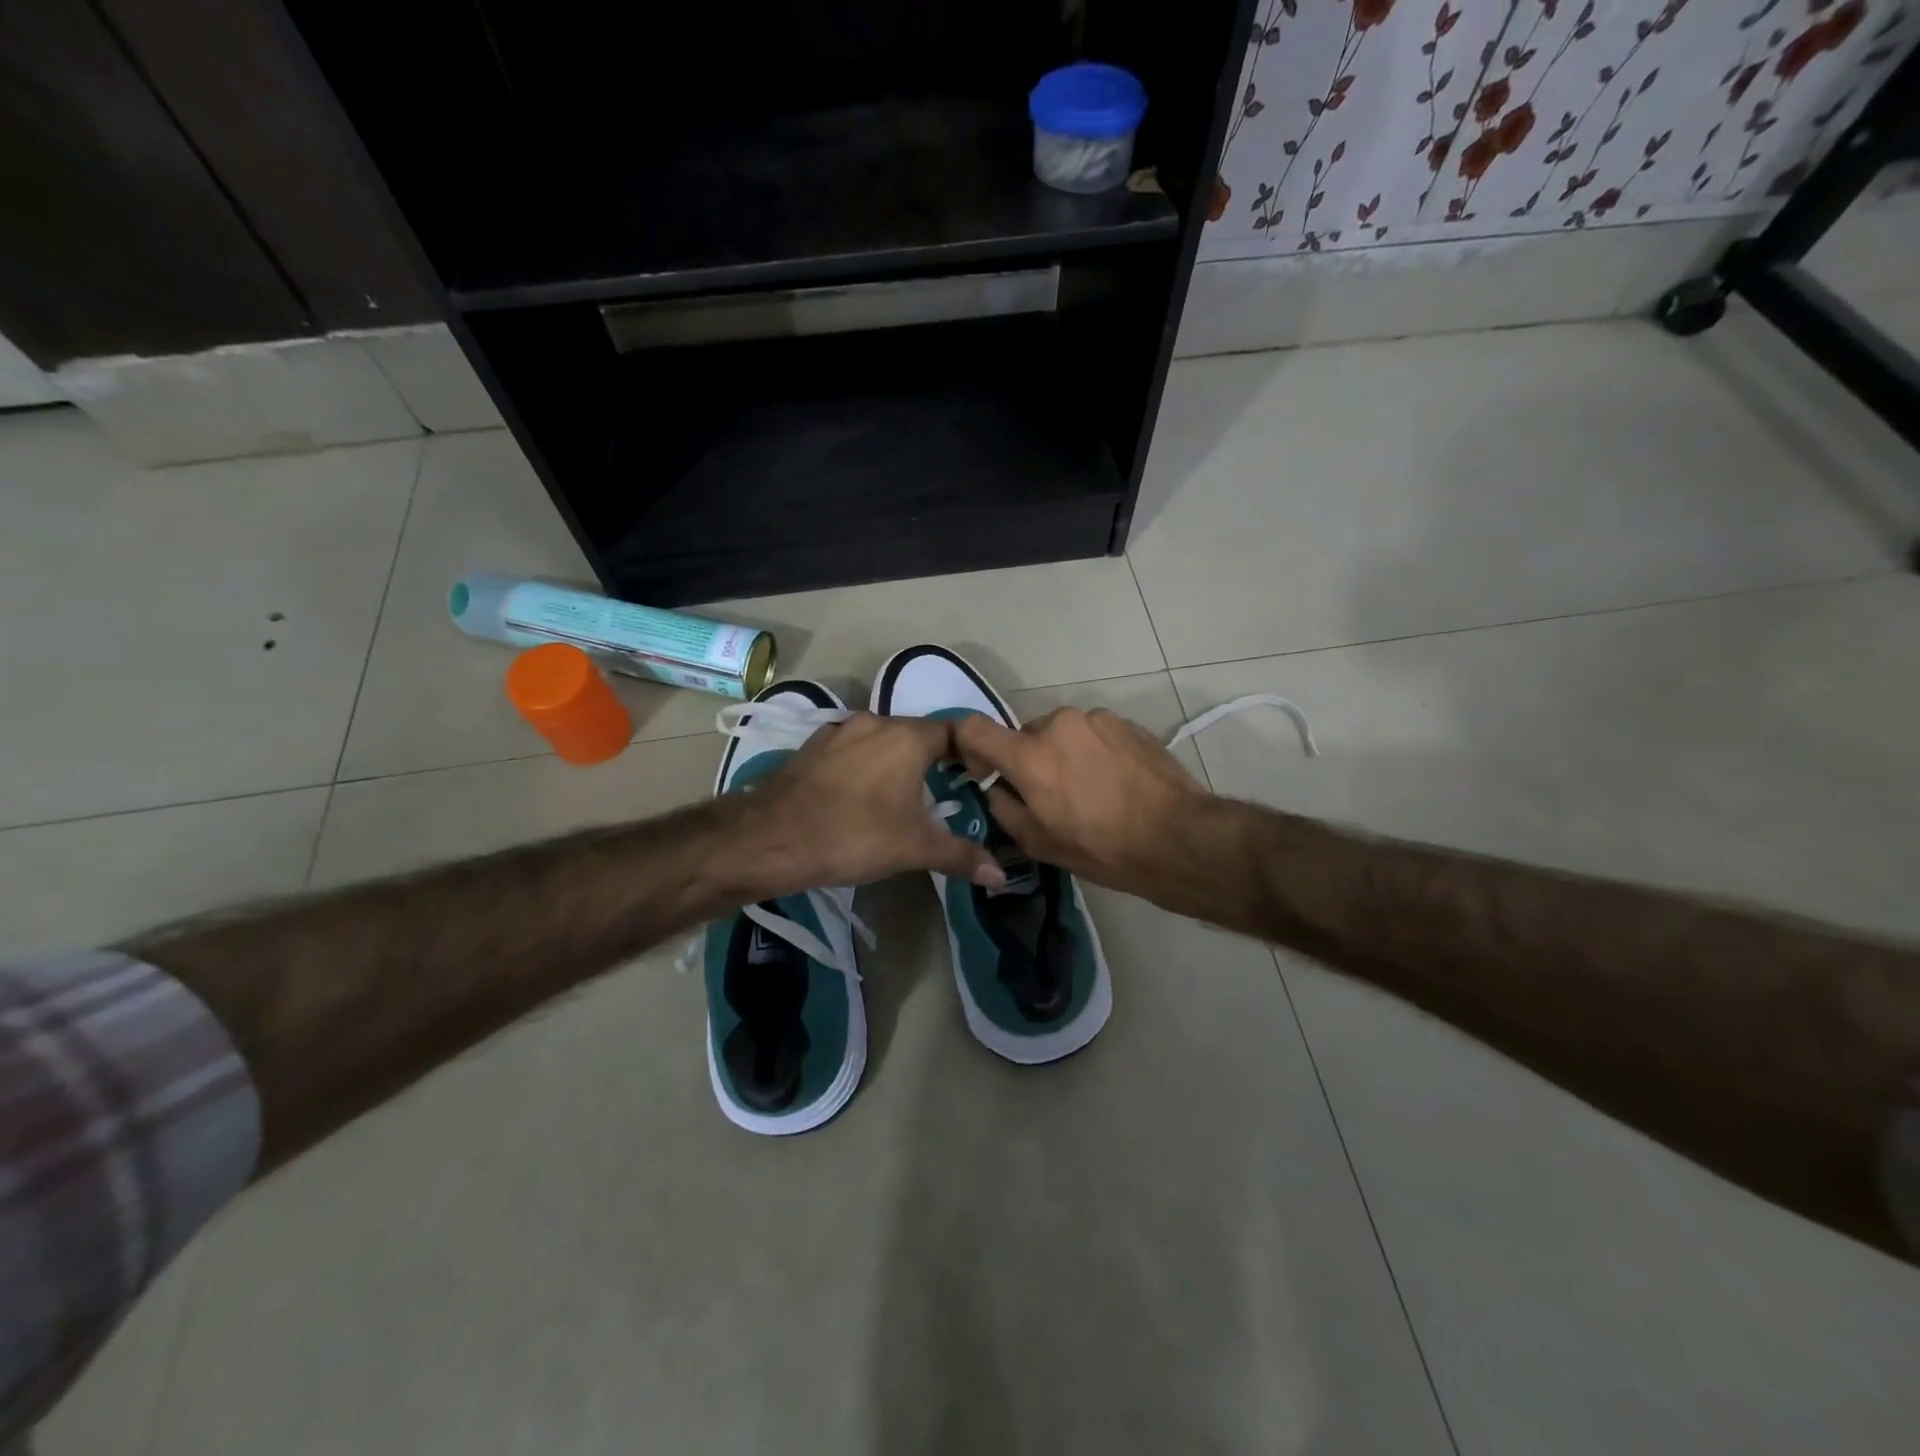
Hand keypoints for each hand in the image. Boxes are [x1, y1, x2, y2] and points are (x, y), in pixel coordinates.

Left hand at [738, 713, 1004, 894]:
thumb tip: (1000, 874)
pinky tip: (860, 794)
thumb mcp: (914, 848)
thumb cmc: (854, 835)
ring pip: (881, 740)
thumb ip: (960, 856)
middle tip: (946, 792)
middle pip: (917, 734)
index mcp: (908, 737)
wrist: (772, 837)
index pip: (954, 732)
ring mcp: (839, 731)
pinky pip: (851, 749)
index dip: (971, 753)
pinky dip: (863, 765)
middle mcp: (876, 722)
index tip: (978, 778)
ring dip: (896, 761)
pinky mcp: (812, 747)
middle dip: (934, 760)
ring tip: (903, 795)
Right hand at [952, 707, 1212, 896]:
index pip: (973, 728)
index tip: (984, 771)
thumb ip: (1004, 808)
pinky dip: (1092, 752)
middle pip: (1025, 735)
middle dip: (1028, 760)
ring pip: (1061, 733)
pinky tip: (1114, 782)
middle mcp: (1058, 724)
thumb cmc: (1102, 847)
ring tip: (1089, 790)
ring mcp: (1095, 719)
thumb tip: (998, 788)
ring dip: (1063, 754)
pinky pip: (1092, 733)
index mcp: (1029, 755)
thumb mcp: (1039, 843)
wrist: (1176, 837)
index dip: (969, 747)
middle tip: (1050, 795)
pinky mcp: (1125, 722)